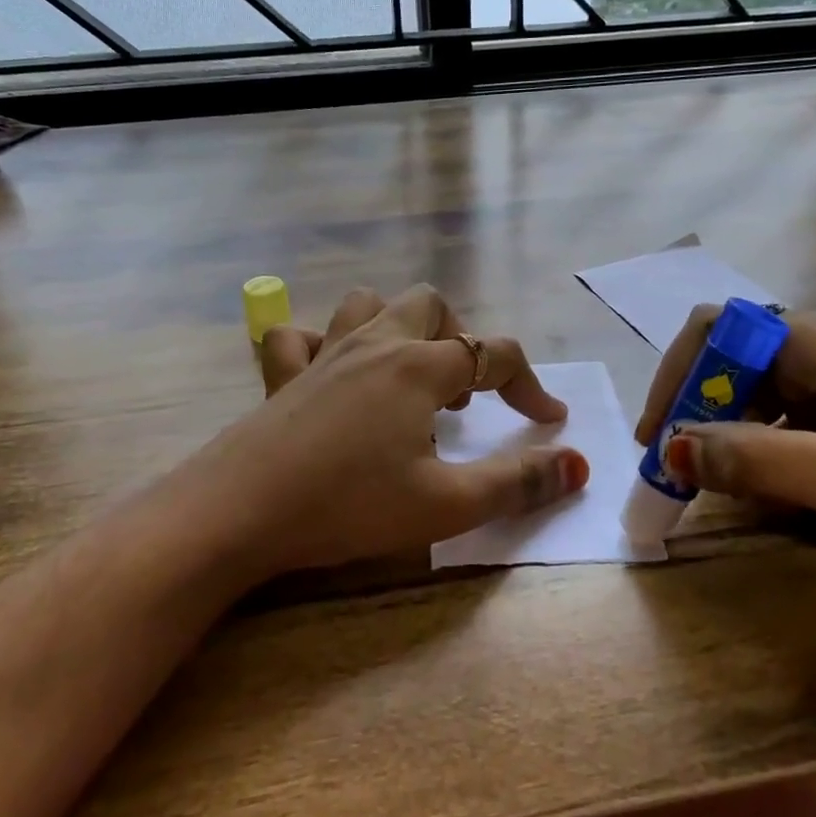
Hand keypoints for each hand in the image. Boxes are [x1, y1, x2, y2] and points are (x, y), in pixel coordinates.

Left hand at [161, 285, 587, 579]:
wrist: (237, 512)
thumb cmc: (349, 505)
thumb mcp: (446, 504)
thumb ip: (518, 482)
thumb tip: (578, 464)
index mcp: (419, 367)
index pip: (493, 355)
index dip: (529, 385)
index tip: (548, 421)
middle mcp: (375, 344)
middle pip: (431, 306)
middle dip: (460, 338)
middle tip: (464, 392)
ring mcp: (324, 353)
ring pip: (368, 304)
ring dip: (397, 327)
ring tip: (407, 375)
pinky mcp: (283, 376)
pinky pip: (300, 336)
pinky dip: (322, 344)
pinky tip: (330, 376)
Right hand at [637, 308, 815, 586]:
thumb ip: (758, 461)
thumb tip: (672, 447)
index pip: (717, 329)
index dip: (676, 375)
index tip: (659, 438)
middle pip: (726, 357)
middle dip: (690, 407)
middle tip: (672, 469)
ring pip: (747, 388)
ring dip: (716, 428)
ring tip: (703, 480)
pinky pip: (775, 414)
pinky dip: (748, 443)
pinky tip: (753, 480)